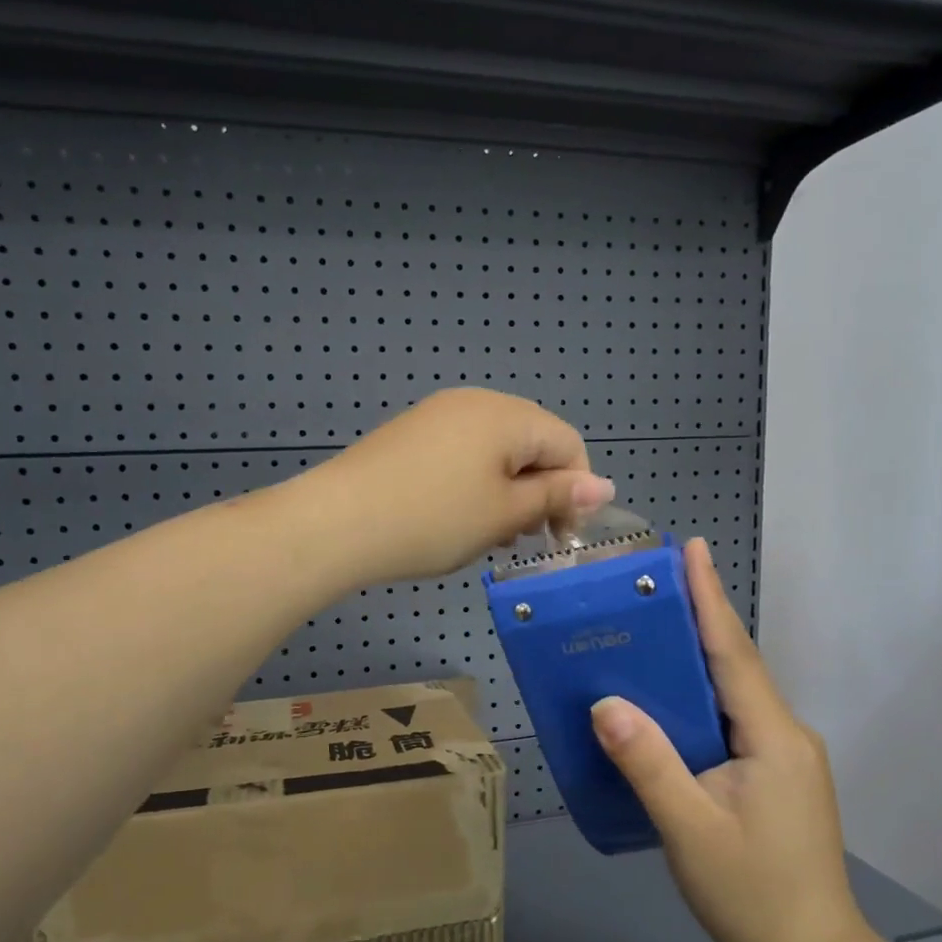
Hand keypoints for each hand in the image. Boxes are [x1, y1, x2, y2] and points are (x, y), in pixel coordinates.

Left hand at [308, 388, 613, 583]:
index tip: (560, 538)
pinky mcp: (412, 434)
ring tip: (491, 534)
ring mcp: (439, 415)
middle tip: (525, 539)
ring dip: (508, 491)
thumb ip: (557, 497)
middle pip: (532, 443)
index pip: (568, 444)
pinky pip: (463, 454)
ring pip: (497, 452)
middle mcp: (476, 403)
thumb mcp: (504, 513)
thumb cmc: (433, 519)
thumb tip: (604, 486)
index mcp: (507, 415)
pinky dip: (475, 484)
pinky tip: (458, 518)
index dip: (576, 492)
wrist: (337, 522)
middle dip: (541, 491)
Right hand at [590, 540, 872, 941]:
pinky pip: (732, 720)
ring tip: (650, 631)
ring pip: (734, 694)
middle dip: (699, 619)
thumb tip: (605, 703)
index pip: (734, 653)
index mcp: (773, 737)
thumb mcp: (689, 830)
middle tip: (653, 584)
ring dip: (698, 659)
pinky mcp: (776, 776)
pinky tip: (668, 701)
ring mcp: (784, 757)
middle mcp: (785, 735)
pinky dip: (700, 698)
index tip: (693, 549)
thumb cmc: (751, 895)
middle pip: (735, 665)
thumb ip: (648, 763)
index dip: (710, 599)